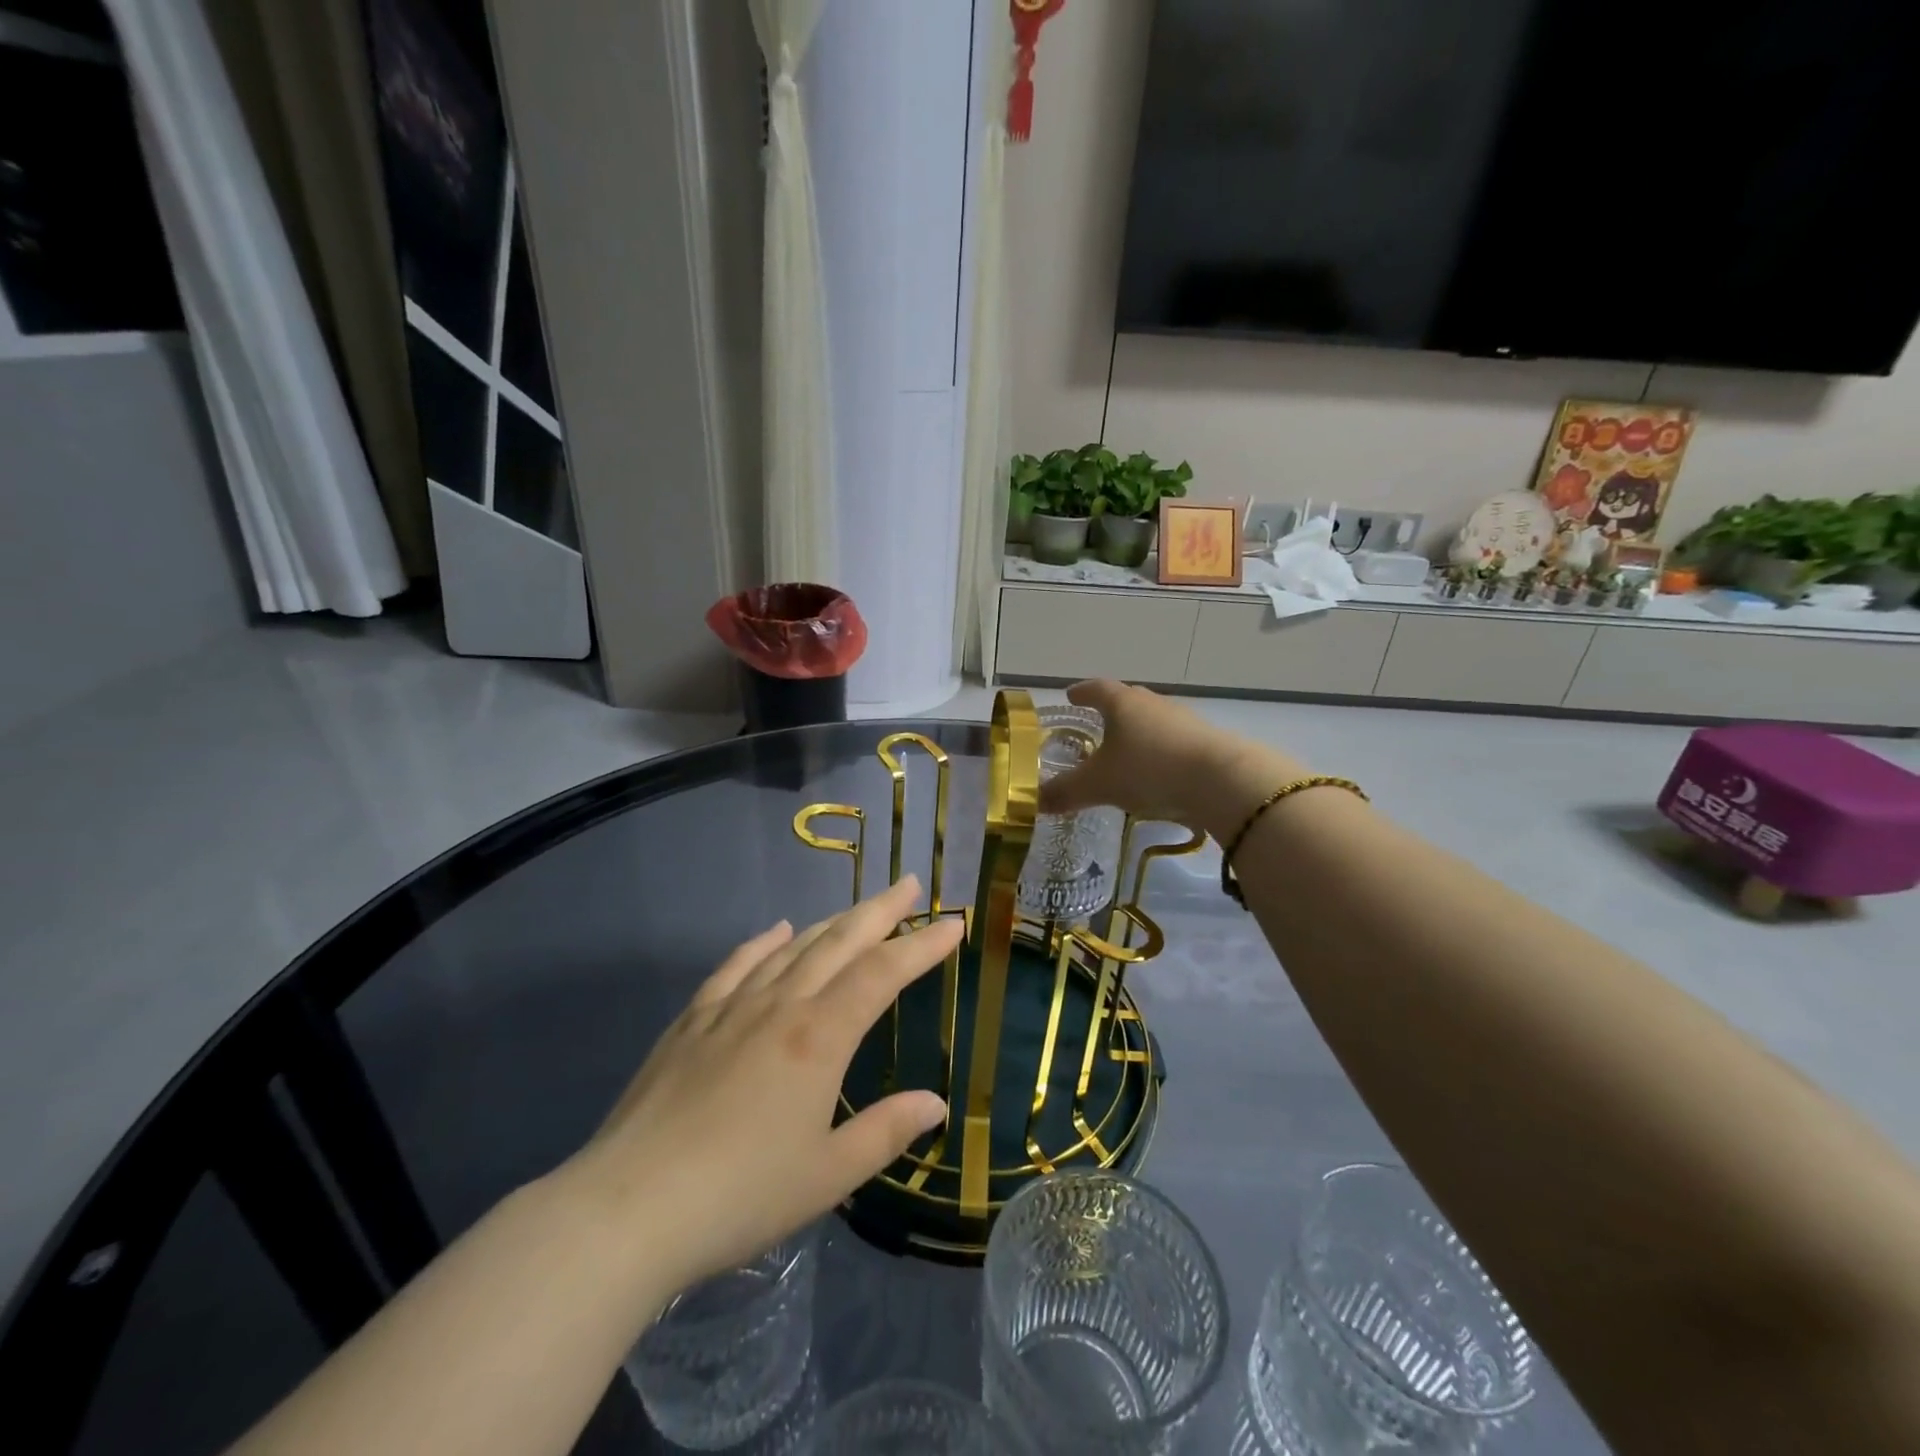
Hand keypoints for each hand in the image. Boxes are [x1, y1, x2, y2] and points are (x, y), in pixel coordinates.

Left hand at [559, 876, 960, 1296]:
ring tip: (858, 909)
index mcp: (819, 1037)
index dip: (922, 945)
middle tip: (909, 885)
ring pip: (793, 947)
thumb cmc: (740, 1196)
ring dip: (831, 922)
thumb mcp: (827, 1176)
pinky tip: (776, 932)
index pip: (883, 973)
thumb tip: (934, 1102)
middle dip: (880, 910)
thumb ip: (886, 1132)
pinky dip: (762, 942)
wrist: (628, 1209)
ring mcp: (732, 1007)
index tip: (953, 923)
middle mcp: (780, 1005)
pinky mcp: (692, 1021)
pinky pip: (736, 965)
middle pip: (840, 941)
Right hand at [1039, 680, 1305, 834]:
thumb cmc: (1149, 770)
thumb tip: (1031, 801)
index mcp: (1122, 703)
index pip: (1096, 688)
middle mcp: (1152, 704)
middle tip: (1095, 723)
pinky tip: (1157, 771)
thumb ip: (1065, 792)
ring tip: (1126, 751)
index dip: (1081, 692)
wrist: (1220, 780)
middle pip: (1127, 700)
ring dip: (1138, 732)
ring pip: (1153, 720)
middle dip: (1110, 711)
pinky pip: (1173, 741)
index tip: (1071, 695)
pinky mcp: (1206, 741)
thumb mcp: (1099, 784)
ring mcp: (1183, 720)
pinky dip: (1160, 751)